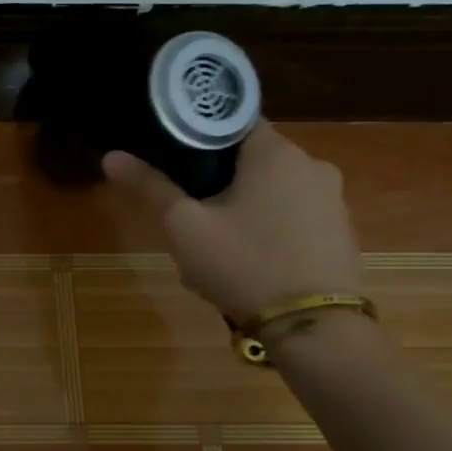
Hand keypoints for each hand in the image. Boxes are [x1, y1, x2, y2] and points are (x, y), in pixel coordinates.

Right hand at [104, 123, 362, 319]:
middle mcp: (312, 165)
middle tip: (187, 216)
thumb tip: (111, 156)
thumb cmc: (244, 264)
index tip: (172, 161)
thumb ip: (150, 187)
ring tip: (212, 248)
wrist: (316, 329)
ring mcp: (333, 201)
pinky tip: (247, 264)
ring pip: (270, 192)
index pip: (231, 121)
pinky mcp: (341, 233)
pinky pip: (292, 219)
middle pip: (249, 160)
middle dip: (216, 183)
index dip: (197, 137)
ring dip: (240, 210)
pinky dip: (266, 231)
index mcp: (276, 152)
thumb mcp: (184, 226)